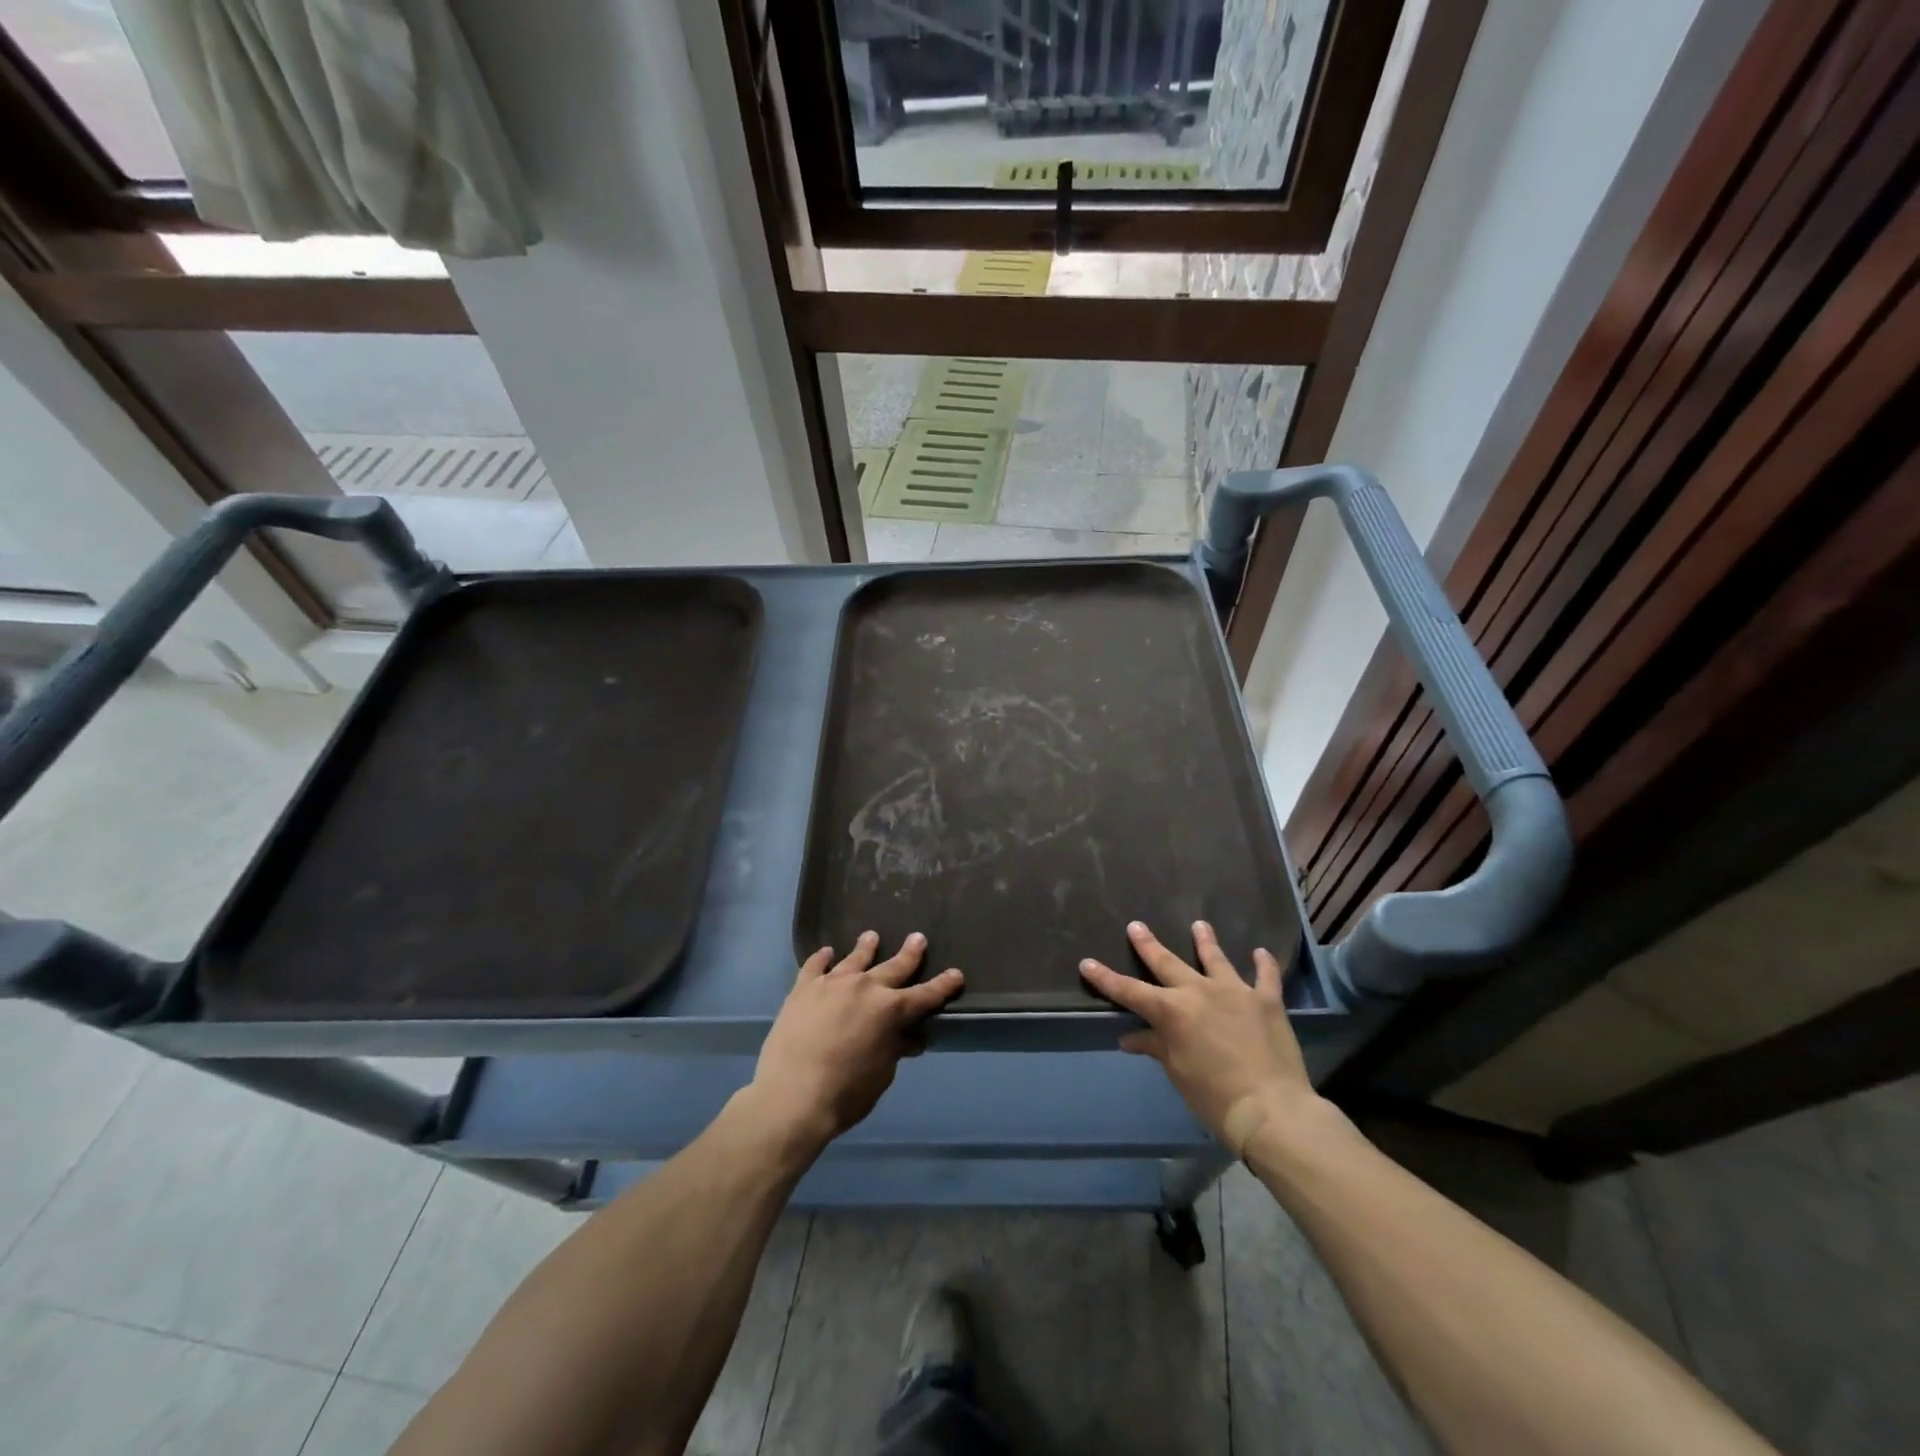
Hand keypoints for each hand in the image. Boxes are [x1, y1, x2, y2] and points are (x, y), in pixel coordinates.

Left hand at [745, 931, 963, 1155]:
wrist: (791, 1095)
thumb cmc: (846, 1093)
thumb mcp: (882, 1074)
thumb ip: (895, 1049)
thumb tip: (908, 1037)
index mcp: (891, 1010)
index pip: (925, 995)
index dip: (943, 985)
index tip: (956, 973)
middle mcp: (865, 988)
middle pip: (894, 966)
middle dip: (909, 953)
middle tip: (917, 938)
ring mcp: (832, 984)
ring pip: (855, 959)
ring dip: (866, 948)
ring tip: (871, 936)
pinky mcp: (803, 988)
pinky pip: (815, 966)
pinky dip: (822, 958)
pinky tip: (826, 952)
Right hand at [1079, 920, 1316, 1156]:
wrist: (1270, 1109)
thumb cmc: (1214, 1096)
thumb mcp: (1177, 1072)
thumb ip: (1155, 1047)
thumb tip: (1129, 1038)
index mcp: (1172, 1011)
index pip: (1130, 991)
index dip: (1106, 978)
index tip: (1087, 963)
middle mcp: (1199, 991)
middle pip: (1167, 963)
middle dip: (1148, 945)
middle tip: (1136, 926)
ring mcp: (1235, 992)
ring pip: (1216, 959)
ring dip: (1206, 941)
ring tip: (1200, 925)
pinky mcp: (1266, 1001)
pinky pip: (1265, 976)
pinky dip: (1263, 964)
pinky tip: (1261, 952)